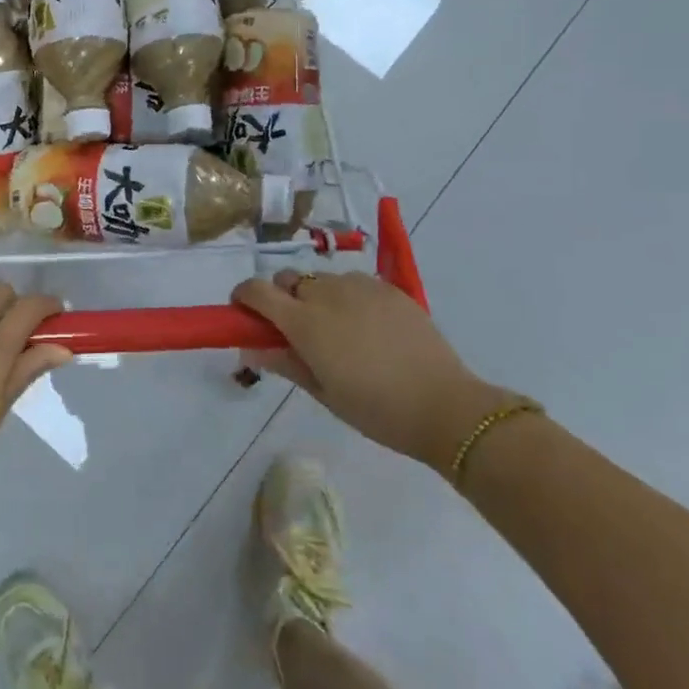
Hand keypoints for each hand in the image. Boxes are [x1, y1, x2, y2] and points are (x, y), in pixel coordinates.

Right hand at [232, 270, 506, 473]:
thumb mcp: (323, 392)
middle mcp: (327, 294)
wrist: (444, 406)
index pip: (257, 291)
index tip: (244, 313)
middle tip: (297, 329)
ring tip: (337, 329)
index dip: (244, 297)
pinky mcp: (388, 288)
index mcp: (304, 322)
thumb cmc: (376, 409)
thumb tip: (249, 349)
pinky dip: (347, 296)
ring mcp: (360, 286)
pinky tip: (366, 326)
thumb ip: (283, 362)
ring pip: (322, 279)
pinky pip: (354, 282)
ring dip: (316, 296)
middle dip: (282, 297)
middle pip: (289, 279)